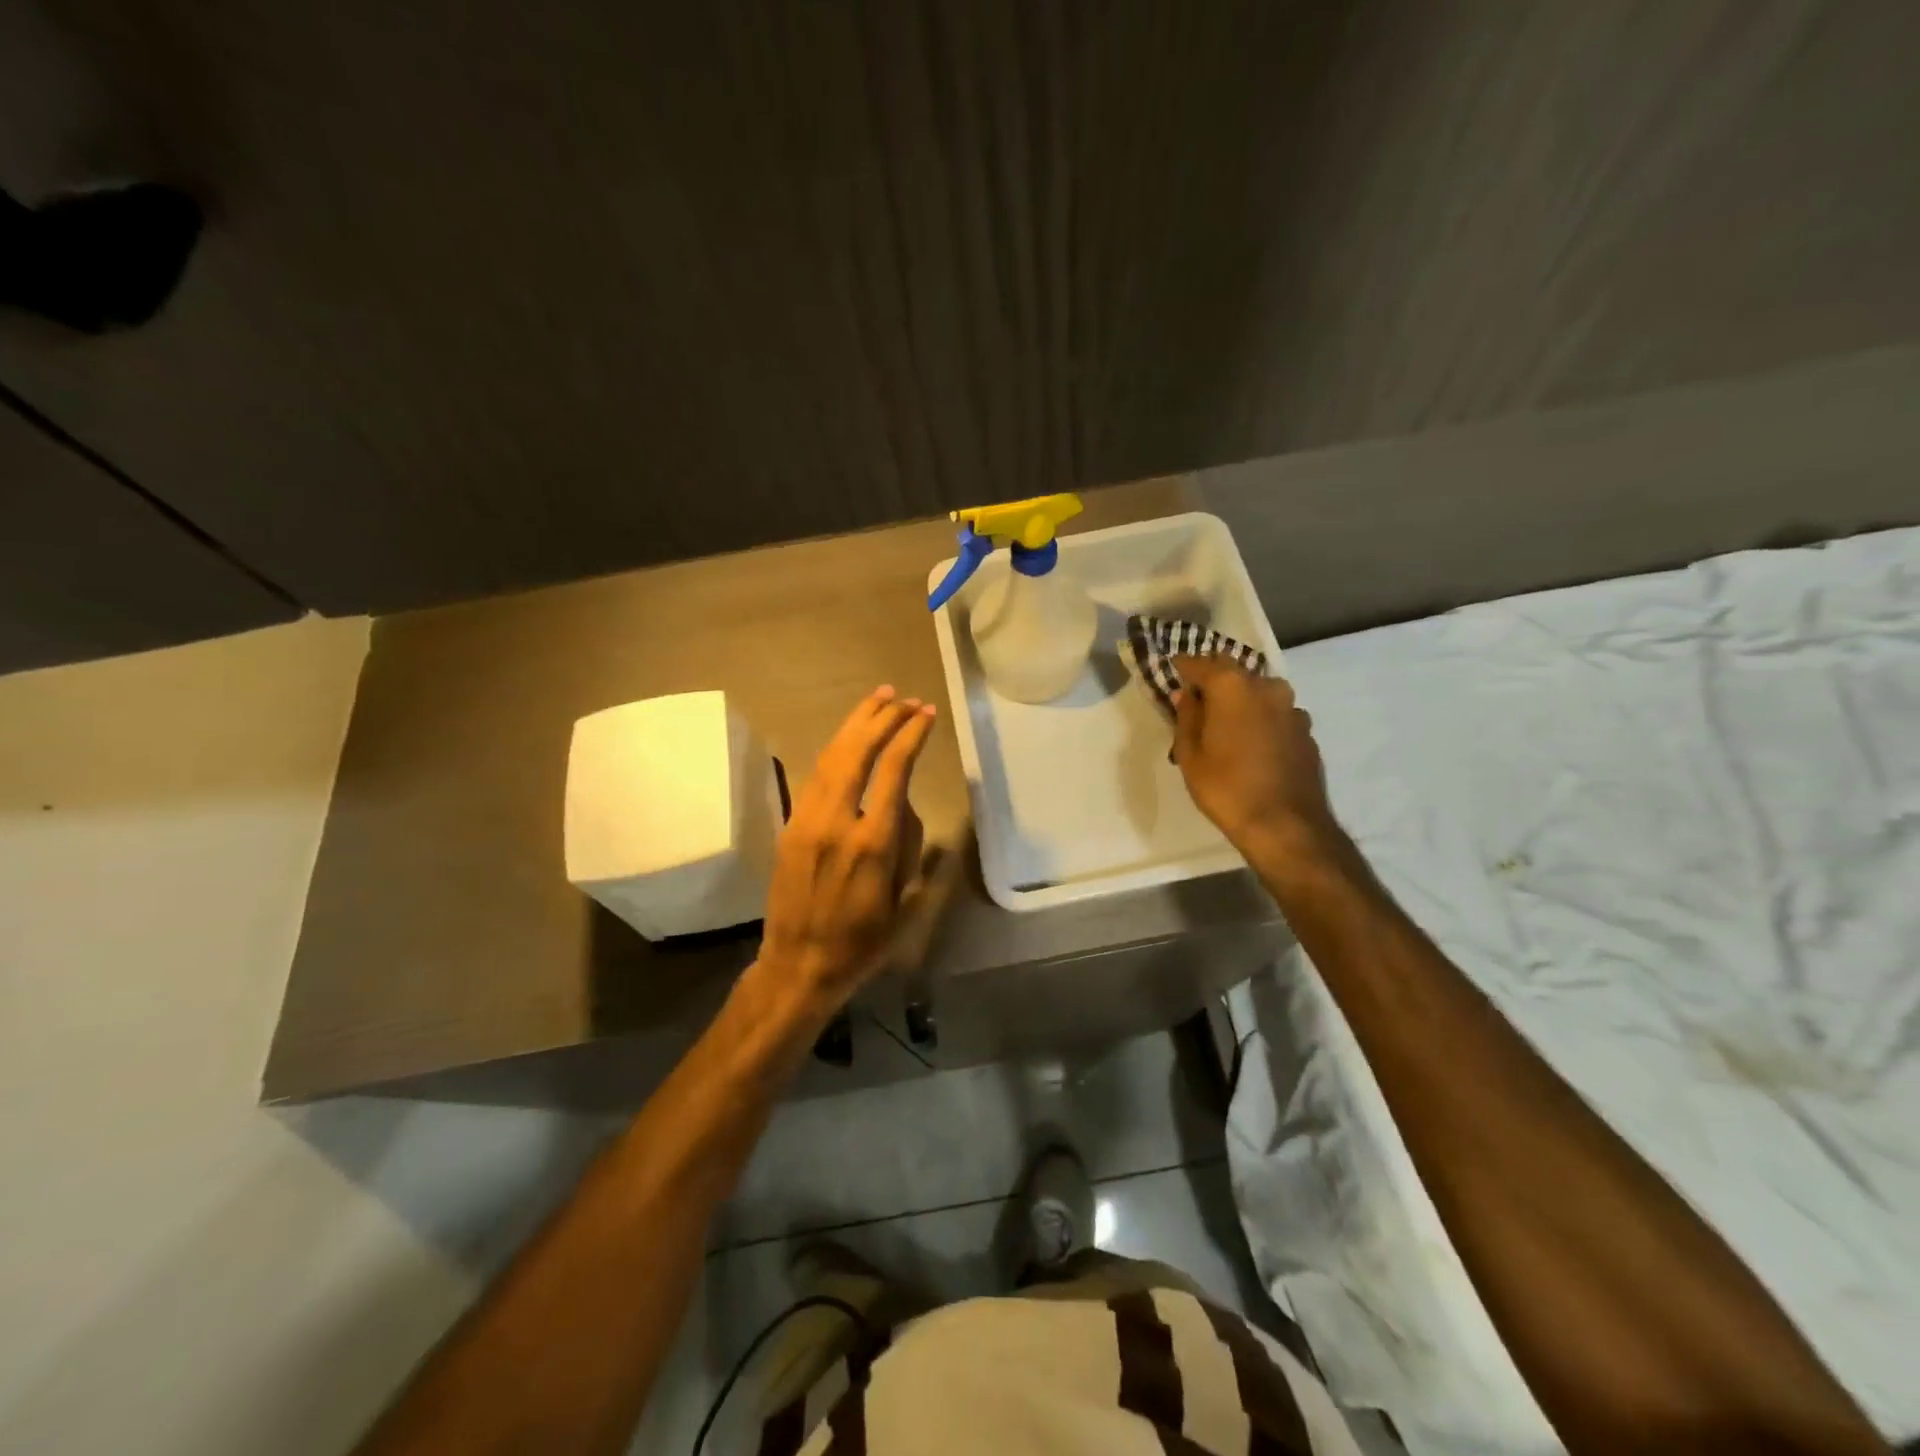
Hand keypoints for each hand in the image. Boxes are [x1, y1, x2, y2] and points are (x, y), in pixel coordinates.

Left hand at [756, 686, 937, 1014]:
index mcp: (873, 842)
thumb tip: (904, 807)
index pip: (894, 771)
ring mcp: (807, 821)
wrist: (798, 964)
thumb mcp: (904, 902)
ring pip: (831, 757)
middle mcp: (838, 822)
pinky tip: (848, 739)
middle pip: (858, 752)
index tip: (925, 714)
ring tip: (877, 700)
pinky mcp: (790, 826)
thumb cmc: (862, 942)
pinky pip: (814, 776)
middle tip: (903, 698)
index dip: (910, 736)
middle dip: (882, 719)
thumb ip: (911, 847)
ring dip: (855, 725)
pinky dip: (835, 750)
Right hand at [1171, 655, 1338, 856]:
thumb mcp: (1190, 755)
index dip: (1183, 667)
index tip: (1171, 672)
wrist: (1285, 825)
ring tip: (1225, 726)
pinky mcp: (1306, 731)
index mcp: (1232, 686)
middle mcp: (1266, 687)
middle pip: (1233, 672)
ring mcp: (1292, 708)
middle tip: (1196, 701)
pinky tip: (1252, 744)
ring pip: (1258, 693)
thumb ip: (1186, 718)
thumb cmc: (1226, 788)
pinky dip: (1261, 720)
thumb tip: (1186, 695)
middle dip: (1213, 681)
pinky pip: (1276, 715)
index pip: (1199, 663)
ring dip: (1240, 701)